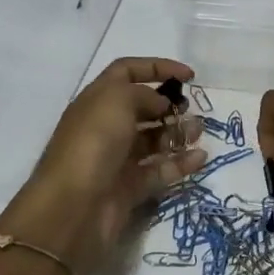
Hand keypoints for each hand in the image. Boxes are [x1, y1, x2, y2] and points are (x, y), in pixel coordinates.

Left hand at [0, 57, 206, 274]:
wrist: (73, 207)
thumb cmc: (92, 144)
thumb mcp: (116, 102)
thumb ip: (144, 94)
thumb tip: (161, 105)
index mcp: (97, 100)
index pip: (126, 72)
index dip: (157, 67)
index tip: (189, 75)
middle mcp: (106, 127)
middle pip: (142, 108)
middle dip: (169, 105)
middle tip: (190, 109)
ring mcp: (117, 159)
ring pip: (153, 140)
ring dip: (178, 133)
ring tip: (199, 132)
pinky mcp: (129, 188)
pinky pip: (160, 171)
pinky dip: (180, 163)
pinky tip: (200, 158)